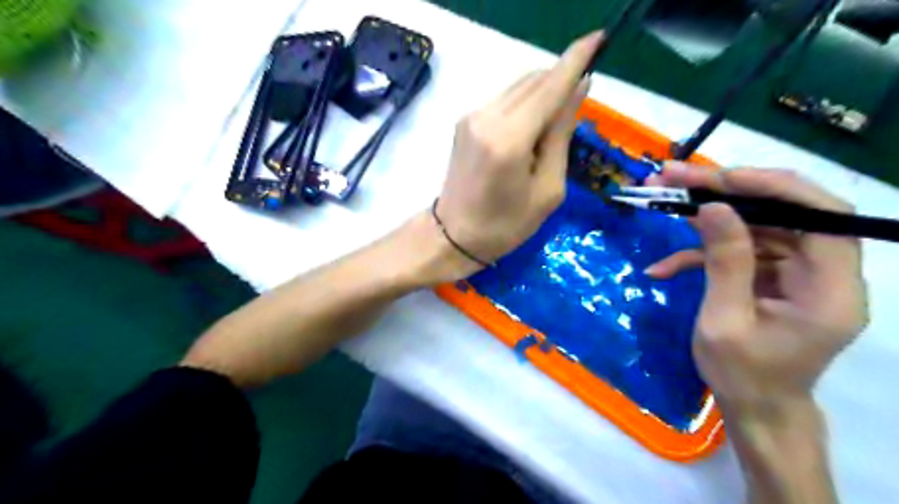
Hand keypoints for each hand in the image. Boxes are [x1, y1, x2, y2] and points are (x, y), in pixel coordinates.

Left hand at [430, 29, 602, 278]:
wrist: (453, 235)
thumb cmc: (505, 225)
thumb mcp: (547, 189)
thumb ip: (561, 134)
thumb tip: (578, 89)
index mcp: (509, 139)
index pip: (550, 86)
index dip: (576, 60)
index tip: (599, 39)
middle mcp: (487, 116)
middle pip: (534, 80)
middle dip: (561, 81)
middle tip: (578, 105)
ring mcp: (471, 116)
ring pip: (519, 87)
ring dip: (543, 94)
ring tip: (553, 127)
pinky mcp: (465, 121)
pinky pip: (505, 100)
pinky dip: (525, 105)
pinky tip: (530, 131)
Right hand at [646, 164, 871, 414]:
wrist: (754, 407)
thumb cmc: (741, 375)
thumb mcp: (724, 321)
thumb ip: (724, 263)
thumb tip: (713, 208)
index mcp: (830, 290)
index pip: (823, 216)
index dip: (775, 187)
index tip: (721, 178)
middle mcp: (825, 273)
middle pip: (785, 211)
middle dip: (728, 191)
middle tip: (675, 178)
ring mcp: (798, 273)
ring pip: (757, 225)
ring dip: (708, 215)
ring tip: (663, 200)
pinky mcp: (773, 277)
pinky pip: (740, 251)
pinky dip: (701, 254)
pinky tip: (663, 267)